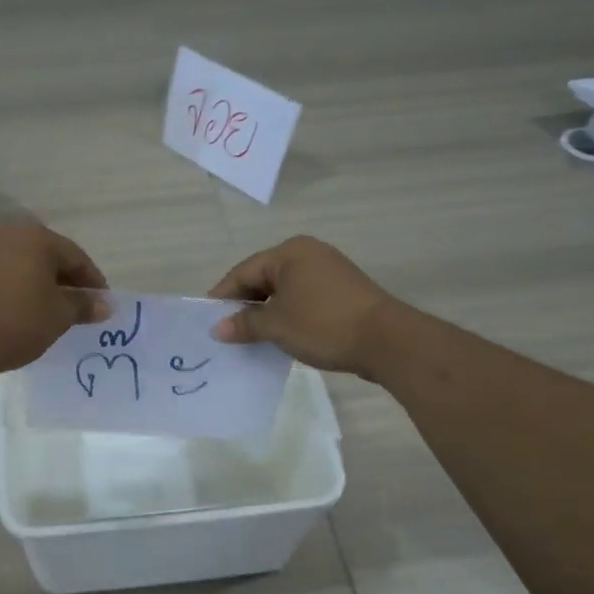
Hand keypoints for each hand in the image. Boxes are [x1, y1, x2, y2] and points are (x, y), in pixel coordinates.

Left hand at [0, 221, 108, 377]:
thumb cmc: (17, 321)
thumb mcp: (59, 315)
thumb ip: (84, 304)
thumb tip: (105, 304)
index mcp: (36, 236)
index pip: (76, 257)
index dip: (93, 282)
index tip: (104, 305)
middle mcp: (10, 234)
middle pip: (51, 257)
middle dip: (69, 283)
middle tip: (83, 309)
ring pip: (29, 267)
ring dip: (46, 287)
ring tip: (58, 314)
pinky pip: (9, 276)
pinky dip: (24, 290)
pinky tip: (30, 313)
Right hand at [208, 236, 400, 375]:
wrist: (386, 340)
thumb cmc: (322, 324)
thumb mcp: (276, 325)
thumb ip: (244, 324)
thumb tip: (218, 328)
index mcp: (289, 252)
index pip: (243, 272)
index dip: (223, 297)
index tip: (207, 321)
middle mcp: (308, 254)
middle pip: (263, 278)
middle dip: (245, 305)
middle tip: (226, 332)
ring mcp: (329, 272)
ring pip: (284, 291)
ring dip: (266, 313)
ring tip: (250, 338)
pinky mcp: (342, 292)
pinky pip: (303, 300)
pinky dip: (288, 315)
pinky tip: (280, 336)